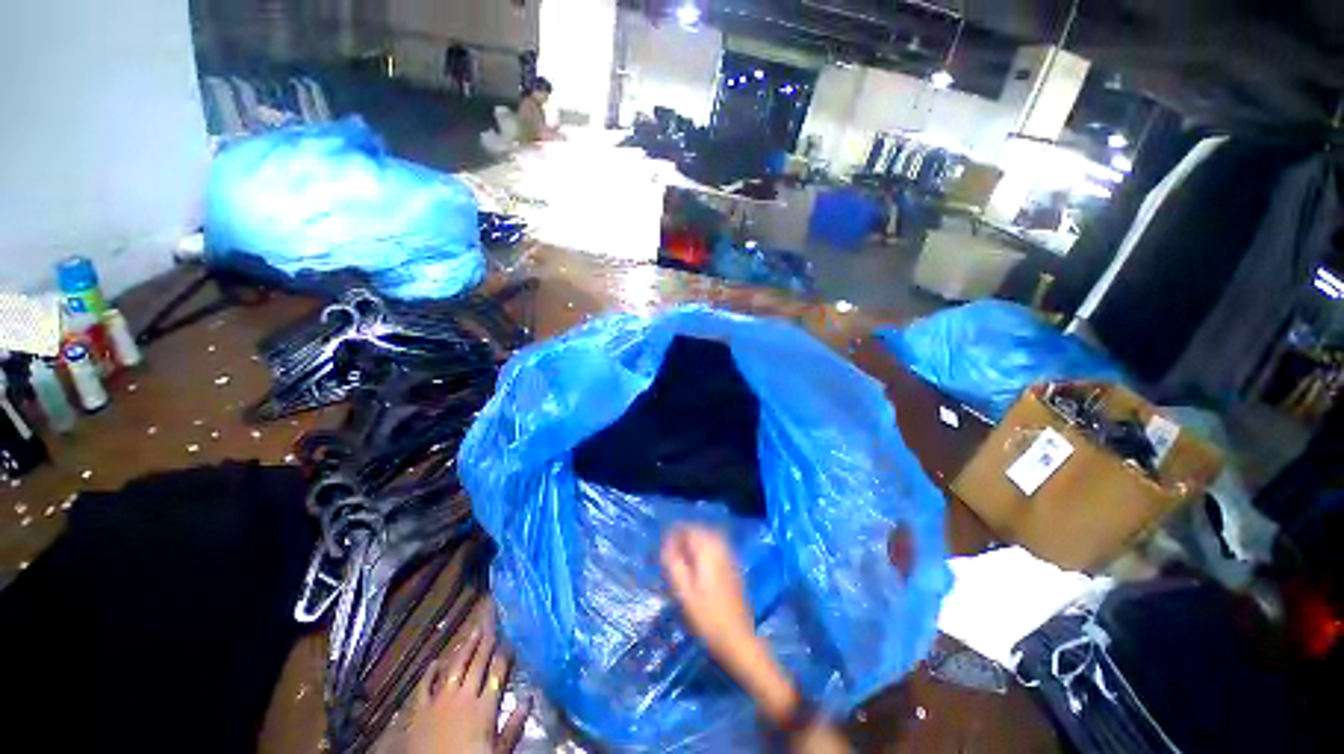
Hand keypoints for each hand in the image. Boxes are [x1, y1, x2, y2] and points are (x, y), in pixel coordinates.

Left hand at [406, 614, 531, 753]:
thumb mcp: (499, 752)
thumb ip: (513, 726)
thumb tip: (530, 698)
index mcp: (484, 707)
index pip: (497, 672)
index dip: (504, 654)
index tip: (510, 639)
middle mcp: (464, 697)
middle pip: (478, 664)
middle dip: (486, 643)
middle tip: (492, 624)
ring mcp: (440, 701)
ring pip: (455, 668)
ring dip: (465, 649)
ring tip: (473, 631)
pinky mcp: (421, 711)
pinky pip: (425, 686)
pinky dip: (430, 673)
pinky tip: (435, 662)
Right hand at [660, 526, 754, 656]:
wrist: (737, 638)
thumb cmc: (707, 617)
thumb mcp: (683, 592)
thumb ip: (673, 564)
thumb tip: (666, 544)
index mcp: (708, 550)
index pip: (689, 529)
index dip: (674, 533)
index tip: (663, 544)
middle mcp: (721, 548)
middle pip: (701, 530)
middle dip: (685, 535)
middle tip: (671, 550)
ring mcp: (730, 557)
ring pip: (709, 538)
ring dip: (695, 542)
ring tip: (681, 557)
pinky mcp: (734, 568)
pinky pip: (717, 547)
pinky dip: (705, 549)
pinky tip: (697, 565)